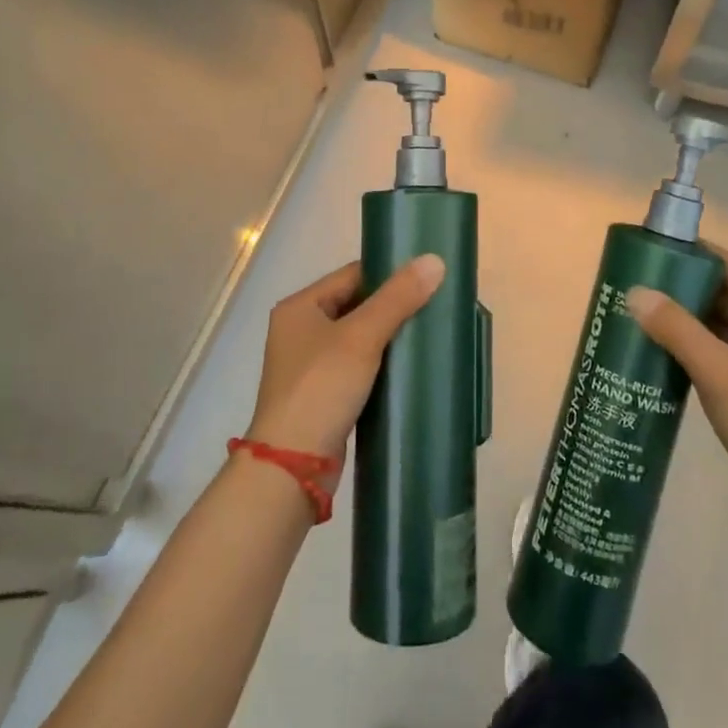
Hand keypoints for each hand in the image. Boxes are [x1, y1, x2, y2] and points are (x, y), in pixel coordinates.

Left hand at [244, 255, 445, 464]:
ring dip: (388, 338)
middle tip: (433, 307)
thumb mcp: (361, 337)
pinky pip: (358, 367)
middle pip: (355, 305)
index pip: (352, 275)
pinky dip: (381, 365)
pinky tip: (408, 368)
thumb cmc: (321, 388)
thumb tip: (434, 260)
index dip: (388, 275)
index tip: (426, 281)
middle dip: (392, 307)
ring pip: (358, 338)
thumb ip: (397, 298)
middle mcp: (300, 330)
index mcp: (300, 307)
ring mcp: (310, 365)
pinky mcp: (323, 395)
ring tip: (427, 335)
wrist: (293, 466)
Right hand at [627, 245, 727, 524]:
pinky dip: (696, 344)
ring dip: (689, 317)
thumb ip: (676, 329)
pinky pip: (723, 349)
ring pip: (723, 323)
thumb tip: (636, 292)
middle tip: (642, 283)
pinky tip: (666, 352)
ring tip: (646, 313)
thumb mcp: (717, 371)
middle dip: (686, 286)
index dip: (697, 253)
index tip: (657, 250)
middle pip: (726, 293)